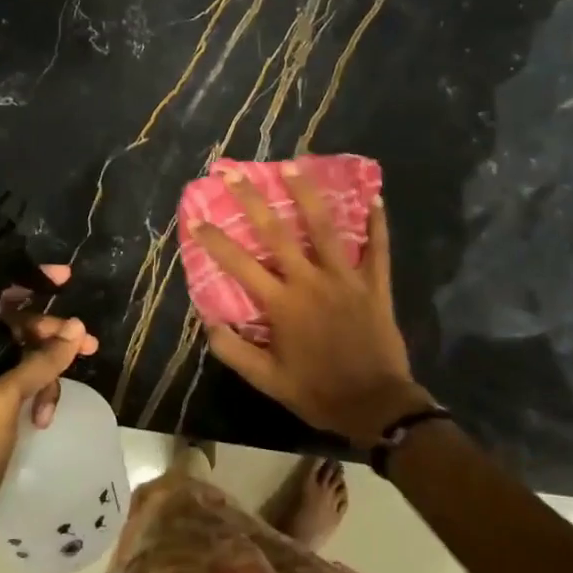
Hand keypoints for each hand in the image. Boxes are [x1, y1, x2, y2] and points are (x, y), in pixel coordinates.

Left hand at [0, 265, 98, 556]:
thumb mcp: (3, 401)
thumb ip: (39, 362)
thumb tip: (78, 330)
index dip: (27, 286)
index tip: (64, 279)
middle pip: (13, 334)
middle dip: (50, 338)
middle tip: (88, 343)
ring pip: (23, 364)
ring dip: (46, 376)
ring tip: (53, 404)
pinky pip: (21, 390)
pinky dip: (37, 399)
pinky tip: (43, 420)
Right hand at [195, 166, 433, 446]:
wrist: (376, 406)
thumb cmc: (318, 392)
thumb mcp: (267, 381)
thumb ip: (234, 351)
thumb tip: (208, 321)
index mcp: (282, 304)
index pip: (239, 264)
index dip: (214, 240)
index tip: (194, 217)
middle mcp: (311, 281)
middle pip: (277, 232)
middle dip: (252, 200)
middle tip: (235, 172)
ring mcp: (346, 279)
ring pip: (324, 227)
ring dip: (306, 194)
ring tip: (292, 166)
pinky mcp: (375, 284)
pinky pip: (378, 248)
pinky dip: (377, 223)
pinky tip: (375, 198)